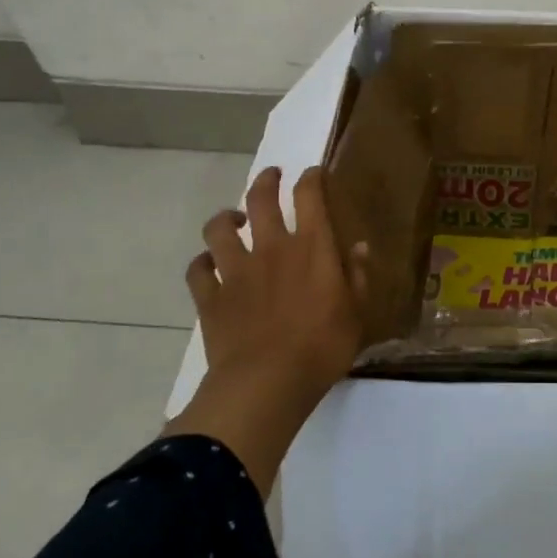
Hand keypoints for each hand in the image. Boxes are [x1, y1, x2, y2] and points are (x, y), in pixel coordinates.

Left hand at [163, 165, 368, 494]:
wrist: (266, 383)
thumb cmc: (322, 348)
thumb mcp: (357, 313)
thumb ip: (357, 276)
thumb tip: (359, 246)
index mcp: (312, 247)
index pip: (310, 195)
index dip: (311, 178)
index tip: (313, 174)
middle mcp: (272, 247)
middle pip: (260, 199)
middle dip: (266, 181)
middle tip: (271, 176)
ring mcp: (236, 270)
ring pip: (219, 229)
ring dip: (225, 219)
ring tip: (232, 220)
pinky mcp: (210, 296)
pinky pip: (197, 270)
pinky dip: (201, 263)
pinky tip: (208, 265)